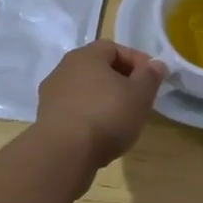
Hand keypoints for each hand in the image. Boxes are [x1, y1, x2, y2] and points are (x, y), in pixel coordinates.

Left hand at [34, 40, 165, 169]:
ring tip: (121, 119)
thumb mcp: (140, 95)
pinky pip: (74, 110)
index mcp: (86, 56)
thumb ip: (151, 76)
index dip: (136, 61)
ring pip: (85, 90)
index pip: (115, 48)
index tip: (151, 79)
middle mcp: (64, 69)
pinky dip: (89, 116)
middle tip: (138, 98)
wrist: (64, 153)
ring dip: (104, 99)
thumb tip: (156, 65)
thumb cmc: (107, 115)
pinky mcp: (46, 119)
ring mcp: (51, 95)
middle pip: (98, 69)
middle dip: (121, 80)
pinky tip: (101, 134)